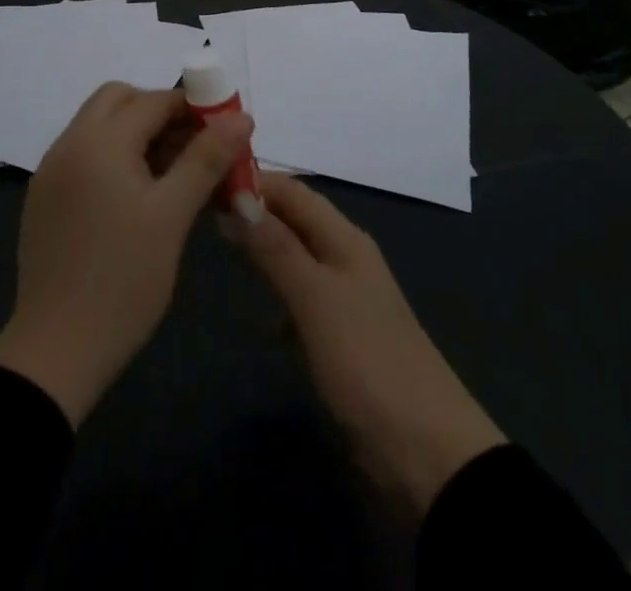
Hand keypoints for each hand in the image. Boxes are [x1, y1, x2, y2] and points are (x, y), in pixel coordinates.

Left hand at [0, 82, 252, 426]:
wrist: (56, 351)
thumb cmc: (124, 280)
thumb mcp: (173, 215)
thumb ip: (206, 158)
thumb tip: (242, 117)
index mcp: (98, 141)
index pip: (153, 100)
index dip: (192, 107)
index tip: (224, 130)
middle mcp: (69, 144)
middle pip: (118, 100)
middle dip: (159, 112)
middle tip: (193, 147)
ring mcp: (52, 170)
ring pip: (100, 126)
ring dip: (136, 133)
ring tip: (174, 174)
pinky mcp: (46, 198)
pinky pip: (85, 155)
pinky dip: (115, 157)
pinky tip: (138, 195)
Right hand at [239, 173, 506, 517]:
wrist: (427, 450)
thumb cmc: (367, 360)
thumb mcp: (315, 298)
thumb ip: (276, 247)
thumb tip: (237, 194)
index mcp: (344, 238)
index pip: (292, 190)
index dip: (253, 180)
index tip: (206, 179)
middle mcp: (345, 257)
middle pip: (295, 218)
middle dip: (254, 210)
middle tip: (203, 209)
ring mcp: (345, 298)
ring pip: (296, 255)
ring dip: (264, 247)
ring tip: (221, 247)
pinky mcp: (342, 336)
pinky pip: (301, 296)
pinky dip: (278, 292)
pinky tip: (259, 314)